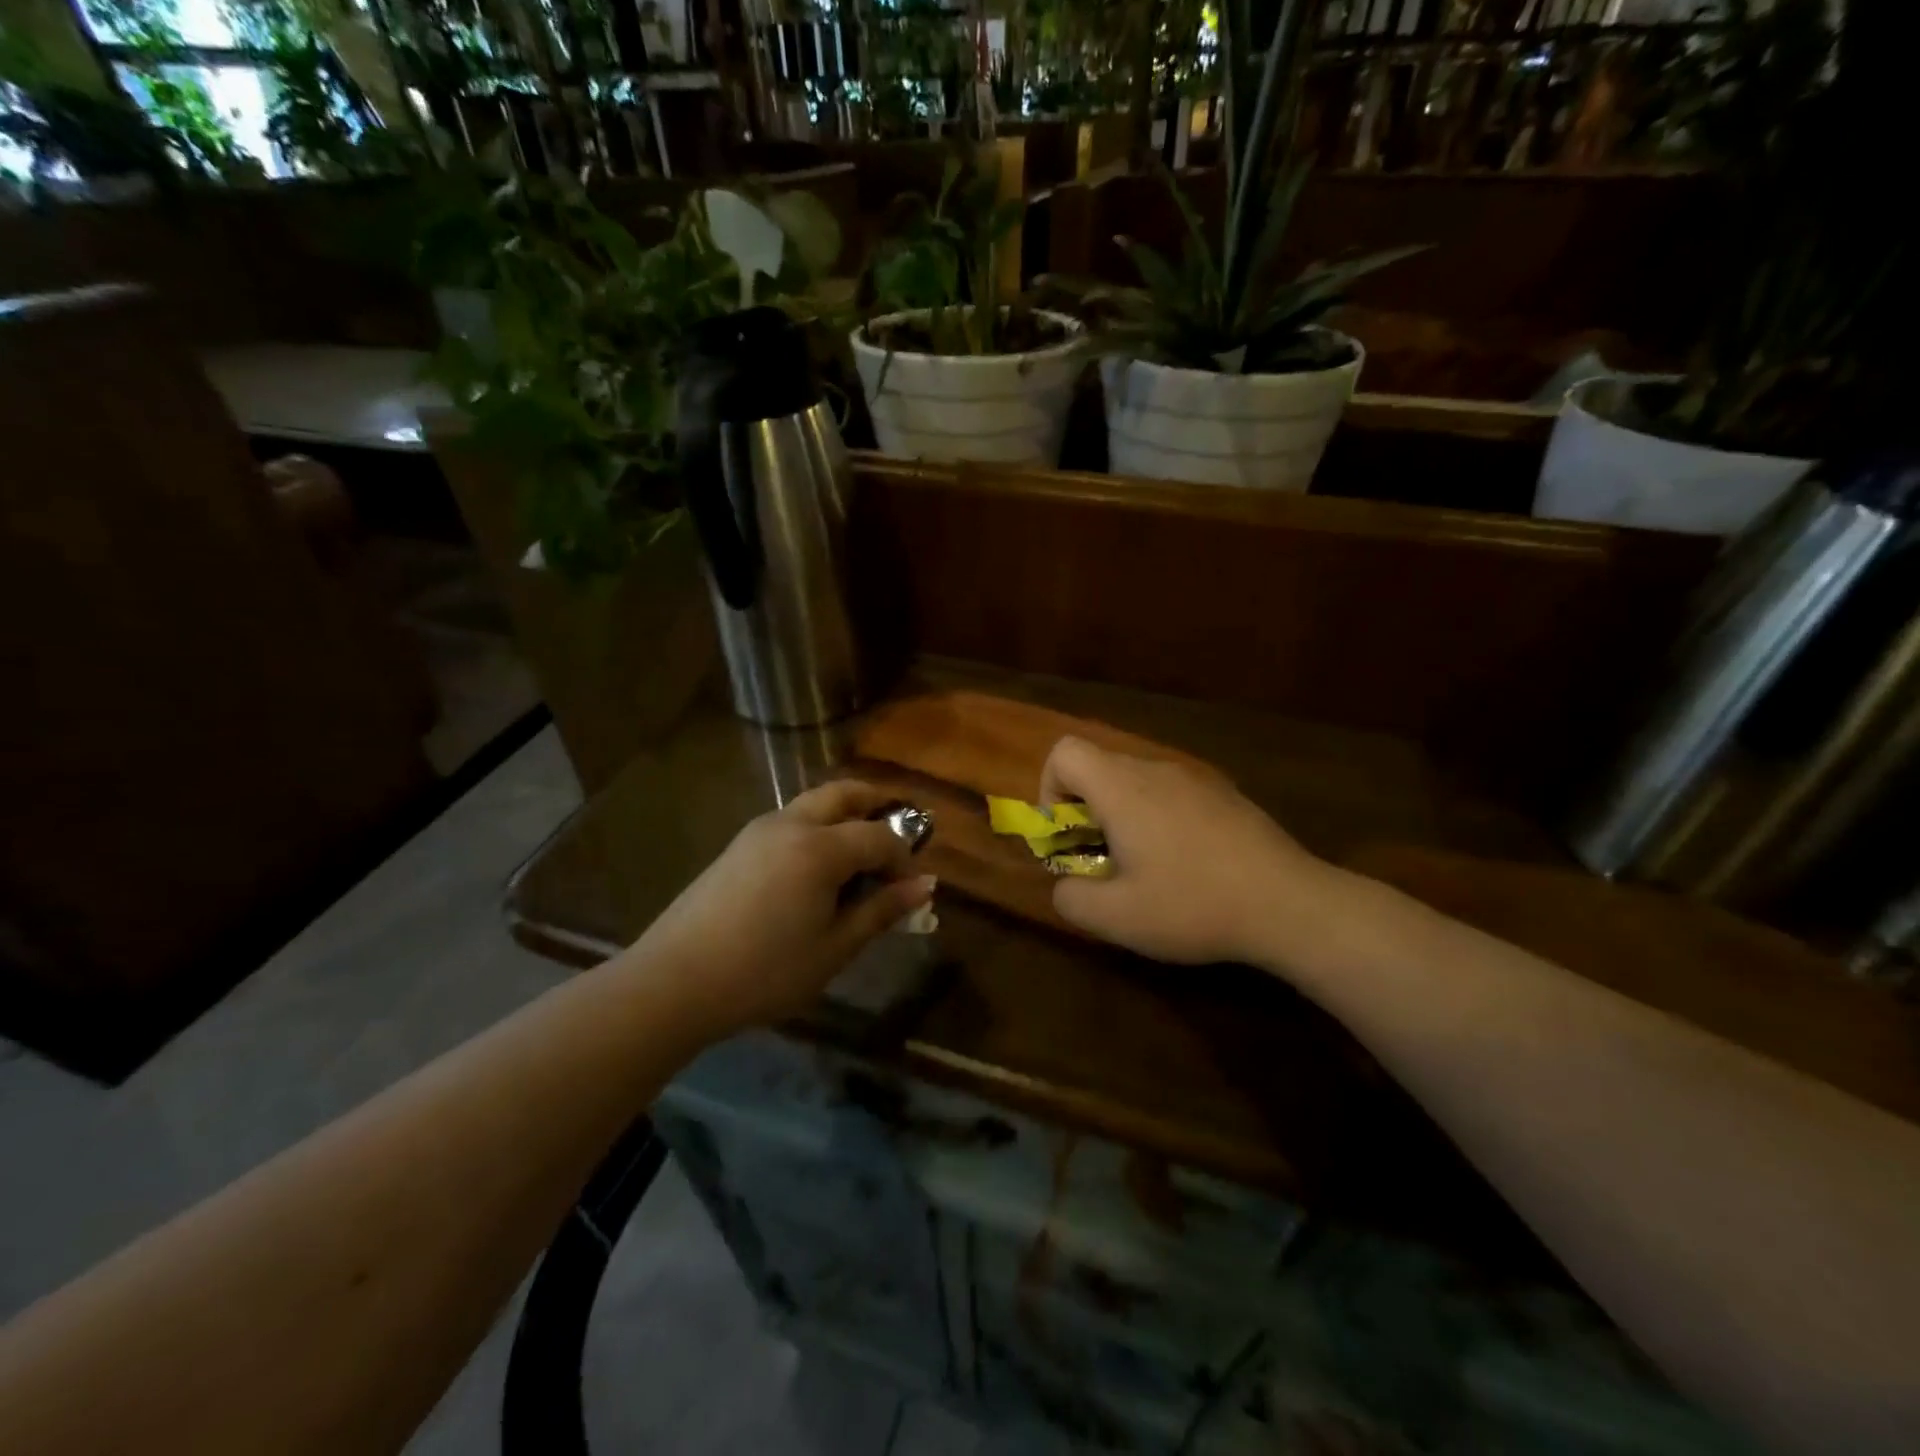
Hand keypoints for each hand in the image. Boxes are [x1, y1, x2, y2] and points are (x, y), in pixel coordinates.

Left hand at [634, 781, 934, 1036]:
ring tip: (858, 858)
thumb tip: (924, 886)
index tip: (911, 890)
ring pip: (814, 804)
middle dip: (877, 806)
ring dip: (845, 816)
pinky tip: (816, 872)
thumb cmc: (765, 971)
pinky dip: (817, 829)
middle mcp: (791, 824)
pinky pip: (790, 821)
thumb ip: (881, 911)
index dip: (904, 859)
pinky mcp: (738, 846)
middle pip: (844, 794)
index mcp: (820, 848)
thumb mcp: (833, 948)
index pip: (880, 837)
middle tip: (896, 836)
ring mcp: (759, 831)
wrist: (674, 983)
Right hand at [1038, 737, 1342, 967]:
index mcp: (1123, 788)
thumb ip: (1071, 898)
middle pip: (1099, 767)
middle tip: (1102, 861)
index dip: (1050, 790)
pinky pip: (1171, 793)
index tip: (1068, 836)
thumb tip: (1065, 884)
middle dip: (1084, 811)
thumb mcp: (1117, 918)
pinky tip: (1186, 864)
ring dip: (1122, 816)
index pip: (1064, 752)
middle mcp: (1156, 770)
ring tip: (1144, 867)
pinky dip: (1158, 818)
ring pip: (1136, 781)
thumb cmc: (1193, 905)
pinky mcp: (1224, 794)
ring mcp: (1195, 778)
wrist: (1289, 903)